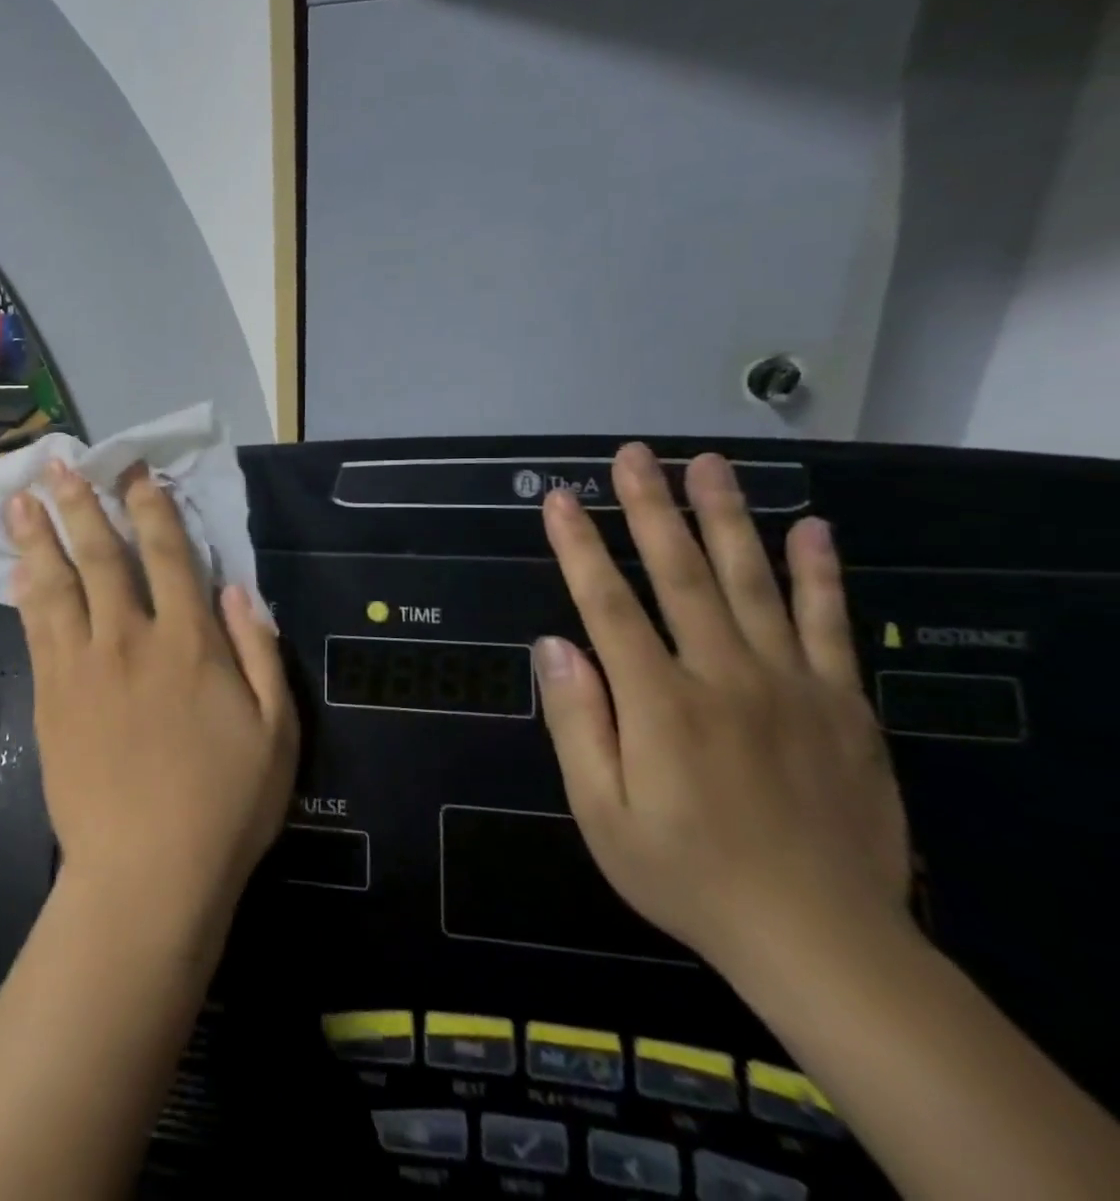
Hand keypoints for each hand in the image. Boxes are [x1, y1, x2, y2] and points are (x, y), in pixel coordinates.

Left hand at [9, 462, 297, 931]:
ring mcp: (82, 666)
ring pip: (56, 584)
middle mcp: (130, 639)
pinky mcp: (50, 697)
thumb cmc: (224, 806)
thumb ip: (258, 651)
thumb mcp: (277, 731)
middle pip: (102, 556)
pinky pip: (35, 629)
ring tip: (20, 498)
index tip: (135, 473)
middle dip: (82, 504)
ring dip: (39, 536)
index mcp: (189, 642)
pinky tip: (18, 568)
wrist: (146, 874)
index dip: (151, 507)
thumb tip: (237, 588)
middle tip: (60, 464)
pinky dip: (26, 592)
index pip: (168, 555)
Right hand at [536, 443, 910, 982]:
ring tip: (710, 465)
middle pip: (681, 575)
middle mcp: (723, 677)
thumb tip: (553, 646)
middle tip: (635, 454)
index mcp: (659, 704)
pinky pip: (829, 625)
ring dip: (727, 518)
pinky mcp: (843, 705)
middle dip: (652, 508)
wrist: (823, 942)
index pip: (607, 604)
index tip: (561, 498)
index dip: (580, 546)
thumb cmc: (688, 875)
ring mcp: (791, 686)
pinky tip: (811, 529)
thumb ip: (578, 723)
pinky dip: (819, 574)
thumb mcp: (602, 814)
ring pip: (753, 583)